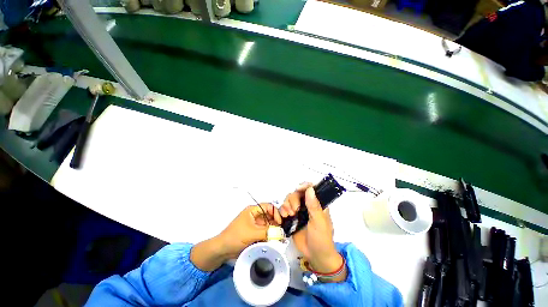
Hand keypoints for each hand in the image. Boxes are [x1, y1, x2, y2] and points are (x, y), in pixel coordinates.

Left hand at [218, 203, 281, 258]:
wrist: (223, 250)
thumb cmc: (236, 236)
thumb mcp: (252, 233)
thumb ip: (268, 232)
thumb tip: (282, 232)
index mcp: (253, 210)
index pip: (268, 207)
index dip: (276, 212)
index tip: (281, 222)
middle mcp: (256, 215)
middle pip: (270, 215)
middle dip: (277, 222)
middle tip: (284, 230)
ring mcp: (256, 224)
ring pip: (269, 224)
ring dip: (274, 229)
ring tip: (281, 236)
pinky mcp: (256, 232)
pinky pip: (266, 232)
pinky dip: (271, 235)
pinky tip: (276, 240)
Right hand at [280, 184, 345, 280]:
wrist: (315, 256)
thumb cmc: (321, 239)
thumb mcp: (319, 222)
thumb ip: (314, 206)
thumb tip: (310, 189)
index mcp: (317, 204)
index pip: (311, 189)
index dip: (304, 186)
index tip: (298, 189)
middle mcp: (307, 205)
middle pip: (297, 193)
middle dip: (293, 199)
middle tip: (294, 210)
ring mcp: (299, 211)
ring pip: (290, 199)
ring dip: (287, 204)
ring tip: (289, 215)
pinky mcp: (292, 218)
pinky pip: (284, 208)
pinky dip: (282, 210)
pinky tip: (284, 216)